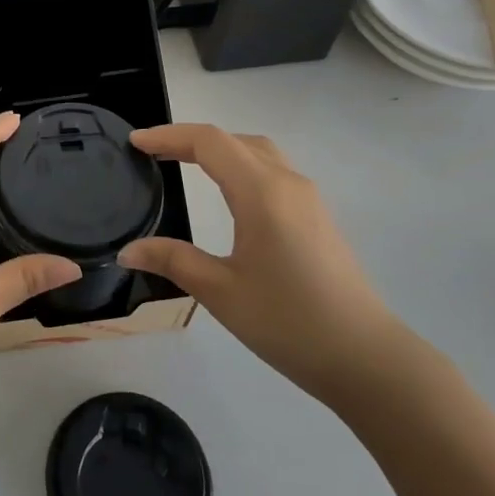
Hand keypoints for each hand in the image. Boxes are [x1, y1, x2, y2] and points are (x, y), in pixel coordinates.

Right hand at [117, 123, 402, 404]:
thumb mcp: (221, 292)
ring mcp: (308, 199)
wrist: (367, 359)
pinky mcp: (317, 218)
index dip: (169, 136)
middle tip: (153, 153)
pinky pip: (272, 172)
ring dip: (219, 150)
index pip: (209, 142)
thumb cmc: (289, 322)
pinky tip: (227, 193)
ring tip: (184, 163)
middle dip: (190, 139)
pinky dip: (240, 166)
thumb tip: (127, 250)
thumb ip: (173, 261)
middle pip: (234, 140)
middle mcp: (288, 183)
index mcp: (262, 192)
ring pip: (258, 153)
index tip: (134, 143)